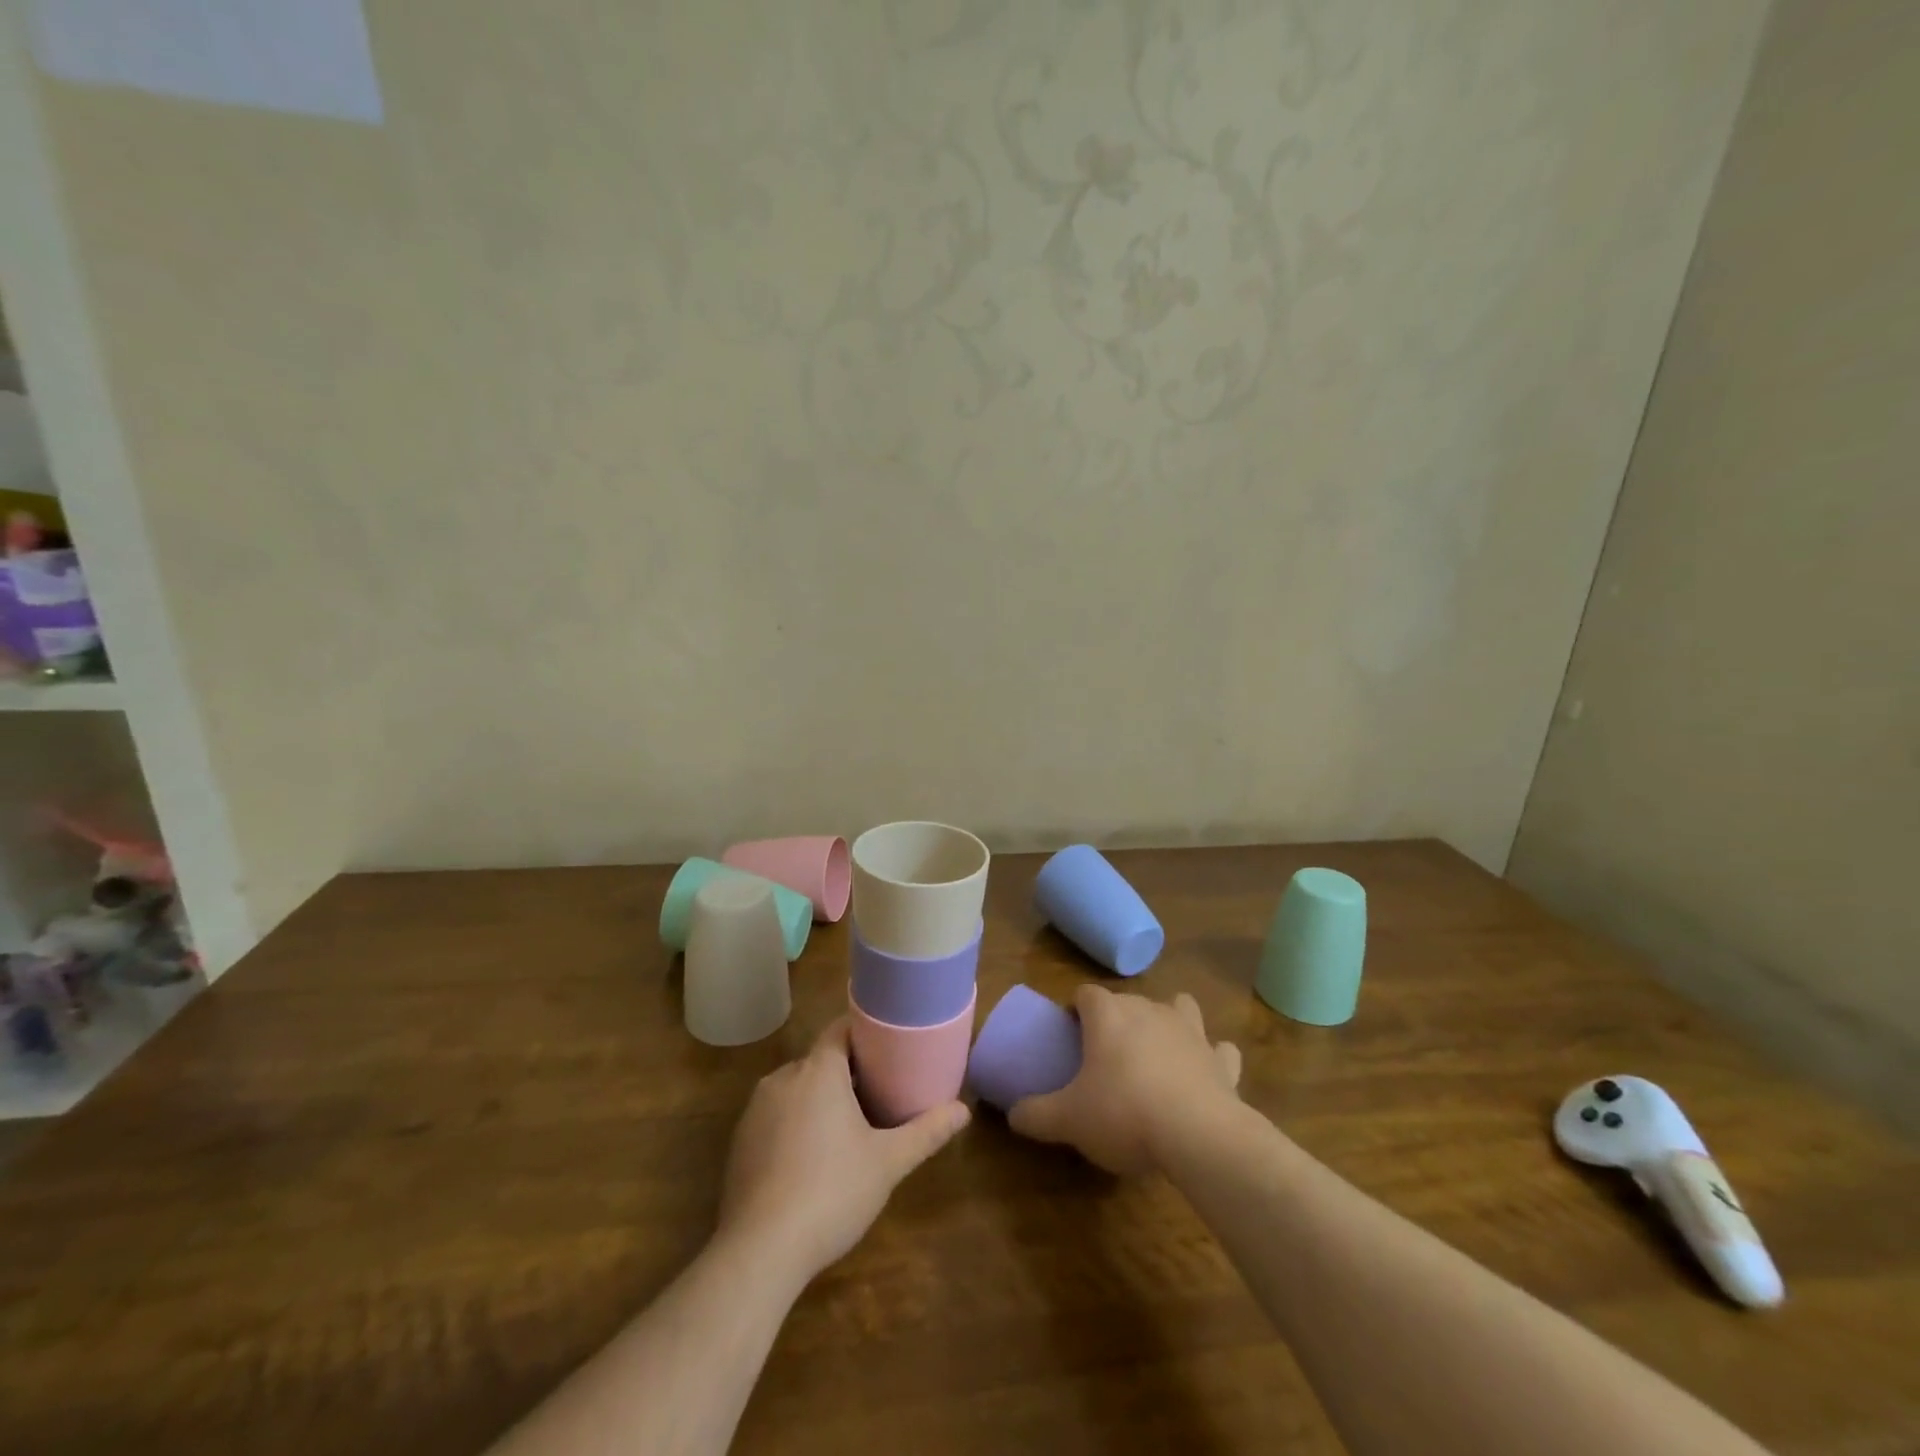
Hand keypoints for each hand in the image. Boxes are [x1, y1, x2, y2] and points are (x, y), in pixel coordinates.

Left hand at [717, 1017, 969, 1282]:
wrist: (759, 1251)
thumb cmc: (831, 1192)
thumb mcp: (888, 1162)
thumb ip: (926, 1132)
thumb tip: (964, 1110)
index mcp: (819, 1070)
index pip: (841, 1029)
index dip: (865, 1033)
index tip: (888, 1047)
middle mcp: (783, 1077)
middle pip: (820, 1060)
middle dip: (847, 1073)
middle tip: (878, 1095)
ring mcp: (755, 1110)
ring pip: (796, 1089)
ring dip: (819, 1100)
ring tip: (847, 1128)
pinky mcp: (739, 1142)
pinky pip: (775, 1117)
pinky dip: (794, 1125)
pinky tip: (810, 1159)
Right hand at [1009, 986, 1240, 1174]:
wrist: (1198, 1136)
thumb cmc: (1123, 1114)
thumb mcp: (1068, 1120)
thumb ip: (1035, 1114)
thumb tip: (1012, 1115)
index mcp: (1108, 1014)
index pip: (1086, 993)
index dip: (1076, 1009)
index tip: (1070, 1034)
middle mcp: (1149, 1009)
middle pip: (1129, 1000)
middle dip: (1118, 1018)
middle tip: (1105, 1054)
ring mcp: (1190, 1031)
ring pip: (1180, 1007)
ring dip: (1170, 1021)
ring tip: (1158, 1049)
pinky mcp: (1221, 1060)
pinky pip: (1219, 1049)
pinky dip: (1212, 1058)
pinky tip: (1205, 1074)